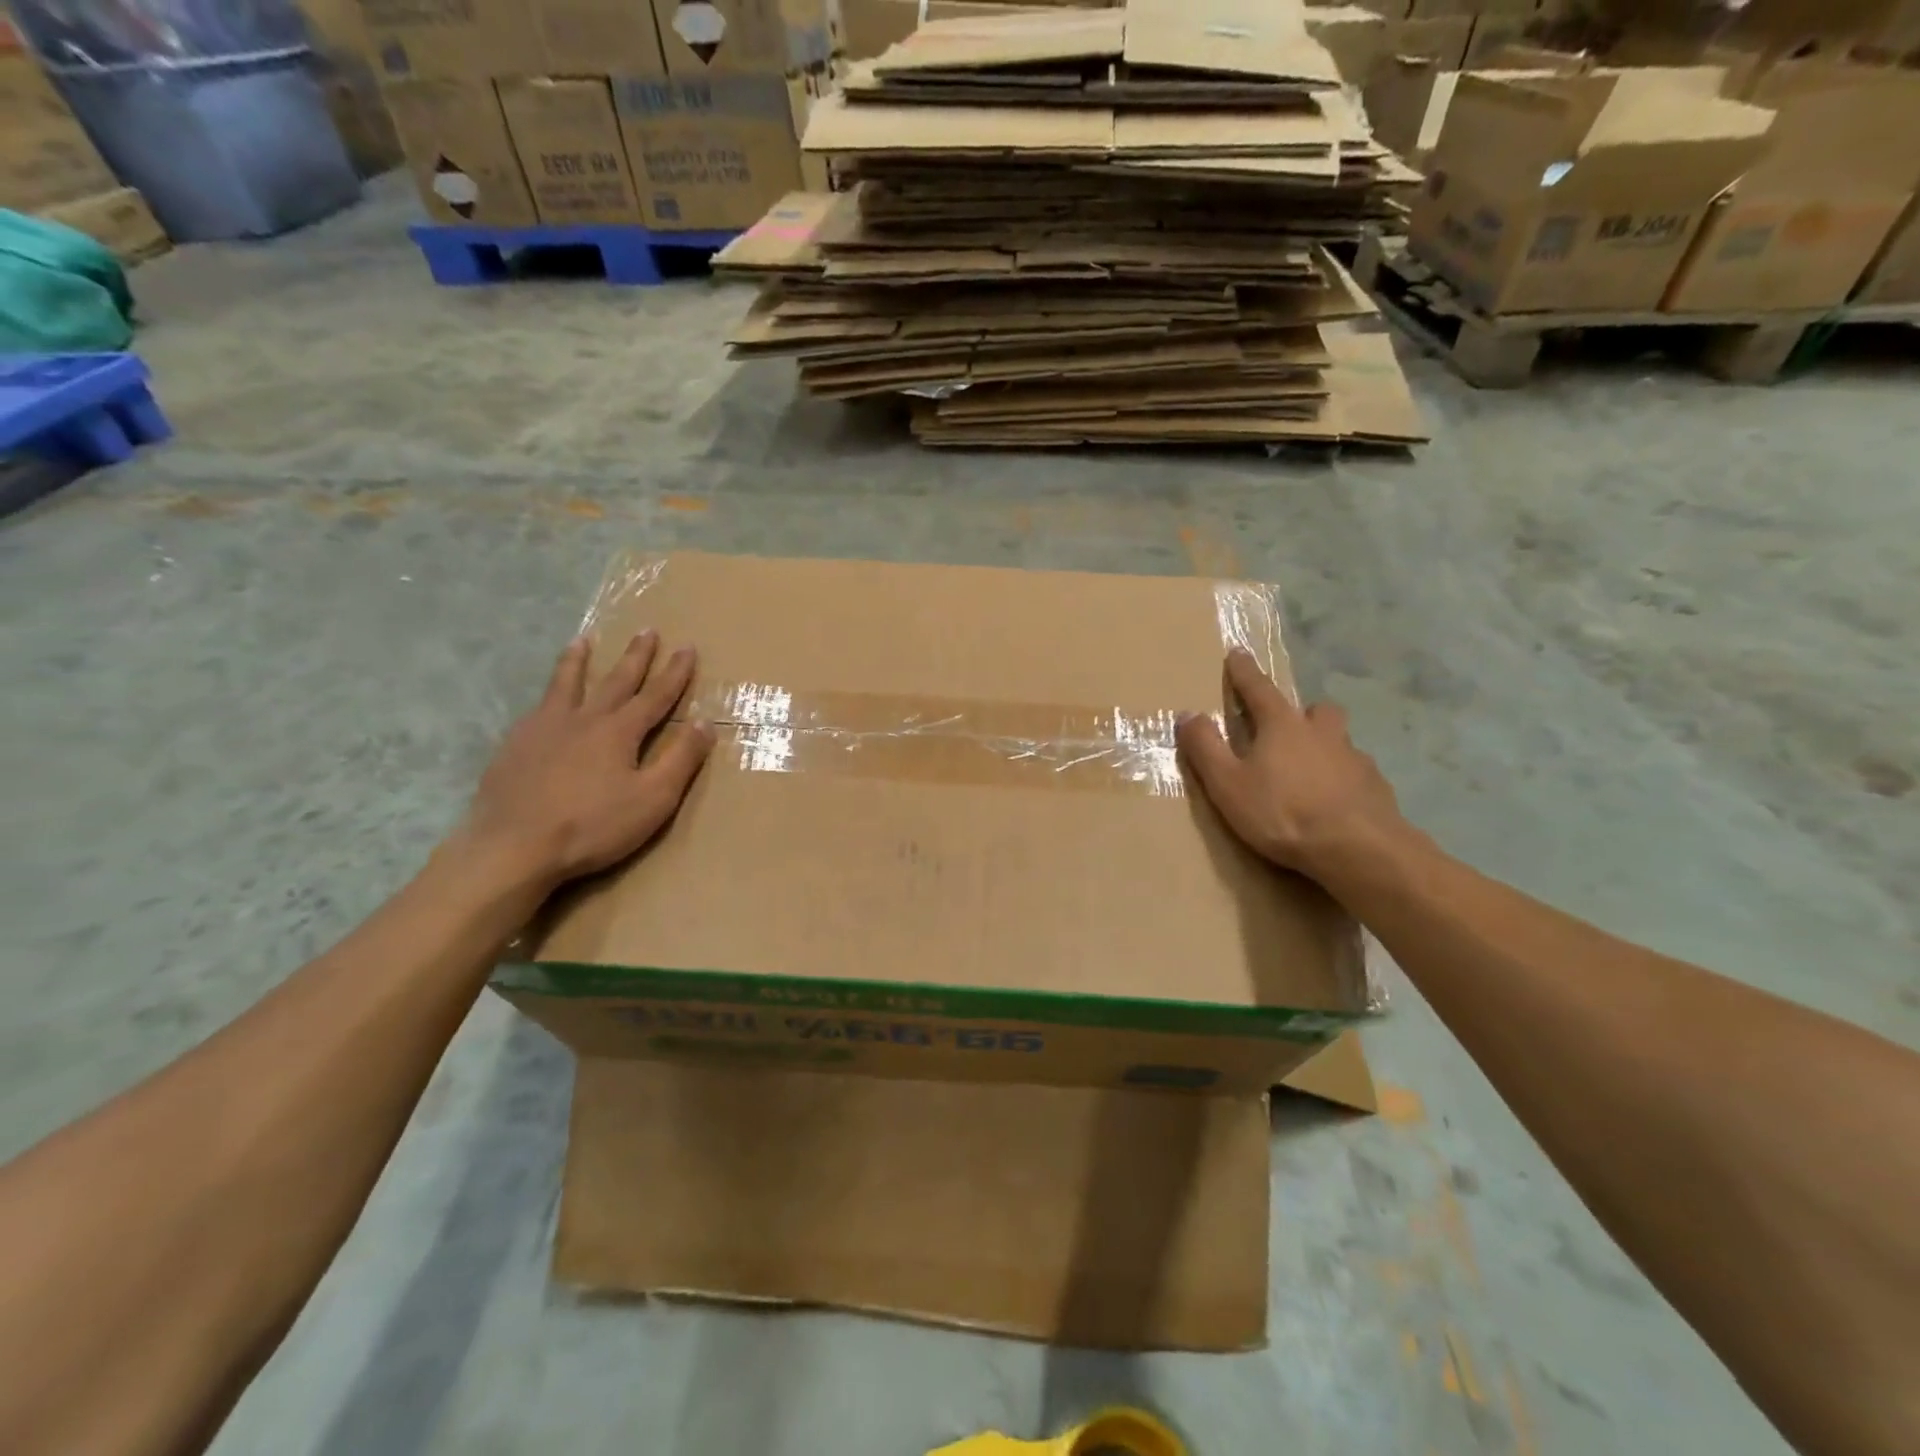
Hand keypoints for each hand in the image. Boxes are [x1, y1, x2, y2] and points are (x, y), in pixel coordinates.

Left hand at [459, 632, 714, 893]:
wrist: (512, 846)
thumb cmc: (592, 826)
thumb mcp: (653, 799)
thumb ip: (681, 759)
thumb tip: (706, 723)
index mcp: (620, 731)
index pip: (656, 695)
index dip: (675, 672)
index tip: (687, 647)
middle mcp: (584, 719)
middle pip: (615, 680)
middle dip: (636, 656)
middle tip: (647, 630)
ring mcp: (544, 729)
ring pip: (566, 684)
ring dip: (579, 661)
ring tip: (583, 640)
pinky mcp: (515, 745)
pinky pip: (538, 708)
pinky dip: (548, 694)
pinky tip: (545, 700)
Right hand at [1176, 649, 1404, 878]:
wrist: (1358, 848)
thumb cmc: (1283, 812)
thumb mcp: (1227, 784)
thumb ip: (1206, 748)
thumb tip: (1188, 714)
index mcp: (1282, 726)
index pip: (1259, 689)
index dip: (1244, 672)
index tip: (1237, 653)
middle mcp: (1322, 733)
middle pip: (1314, 709)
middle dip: (1300, 712)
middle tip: (1287, 728)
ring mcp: (1355, 759)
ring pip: (1338, 740)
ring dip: (1324, 746)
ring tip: (1309, 772)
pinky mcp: (1376, 787)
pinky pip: (1356, 773)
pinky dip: (1342, 780)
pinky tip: (1334, 803)